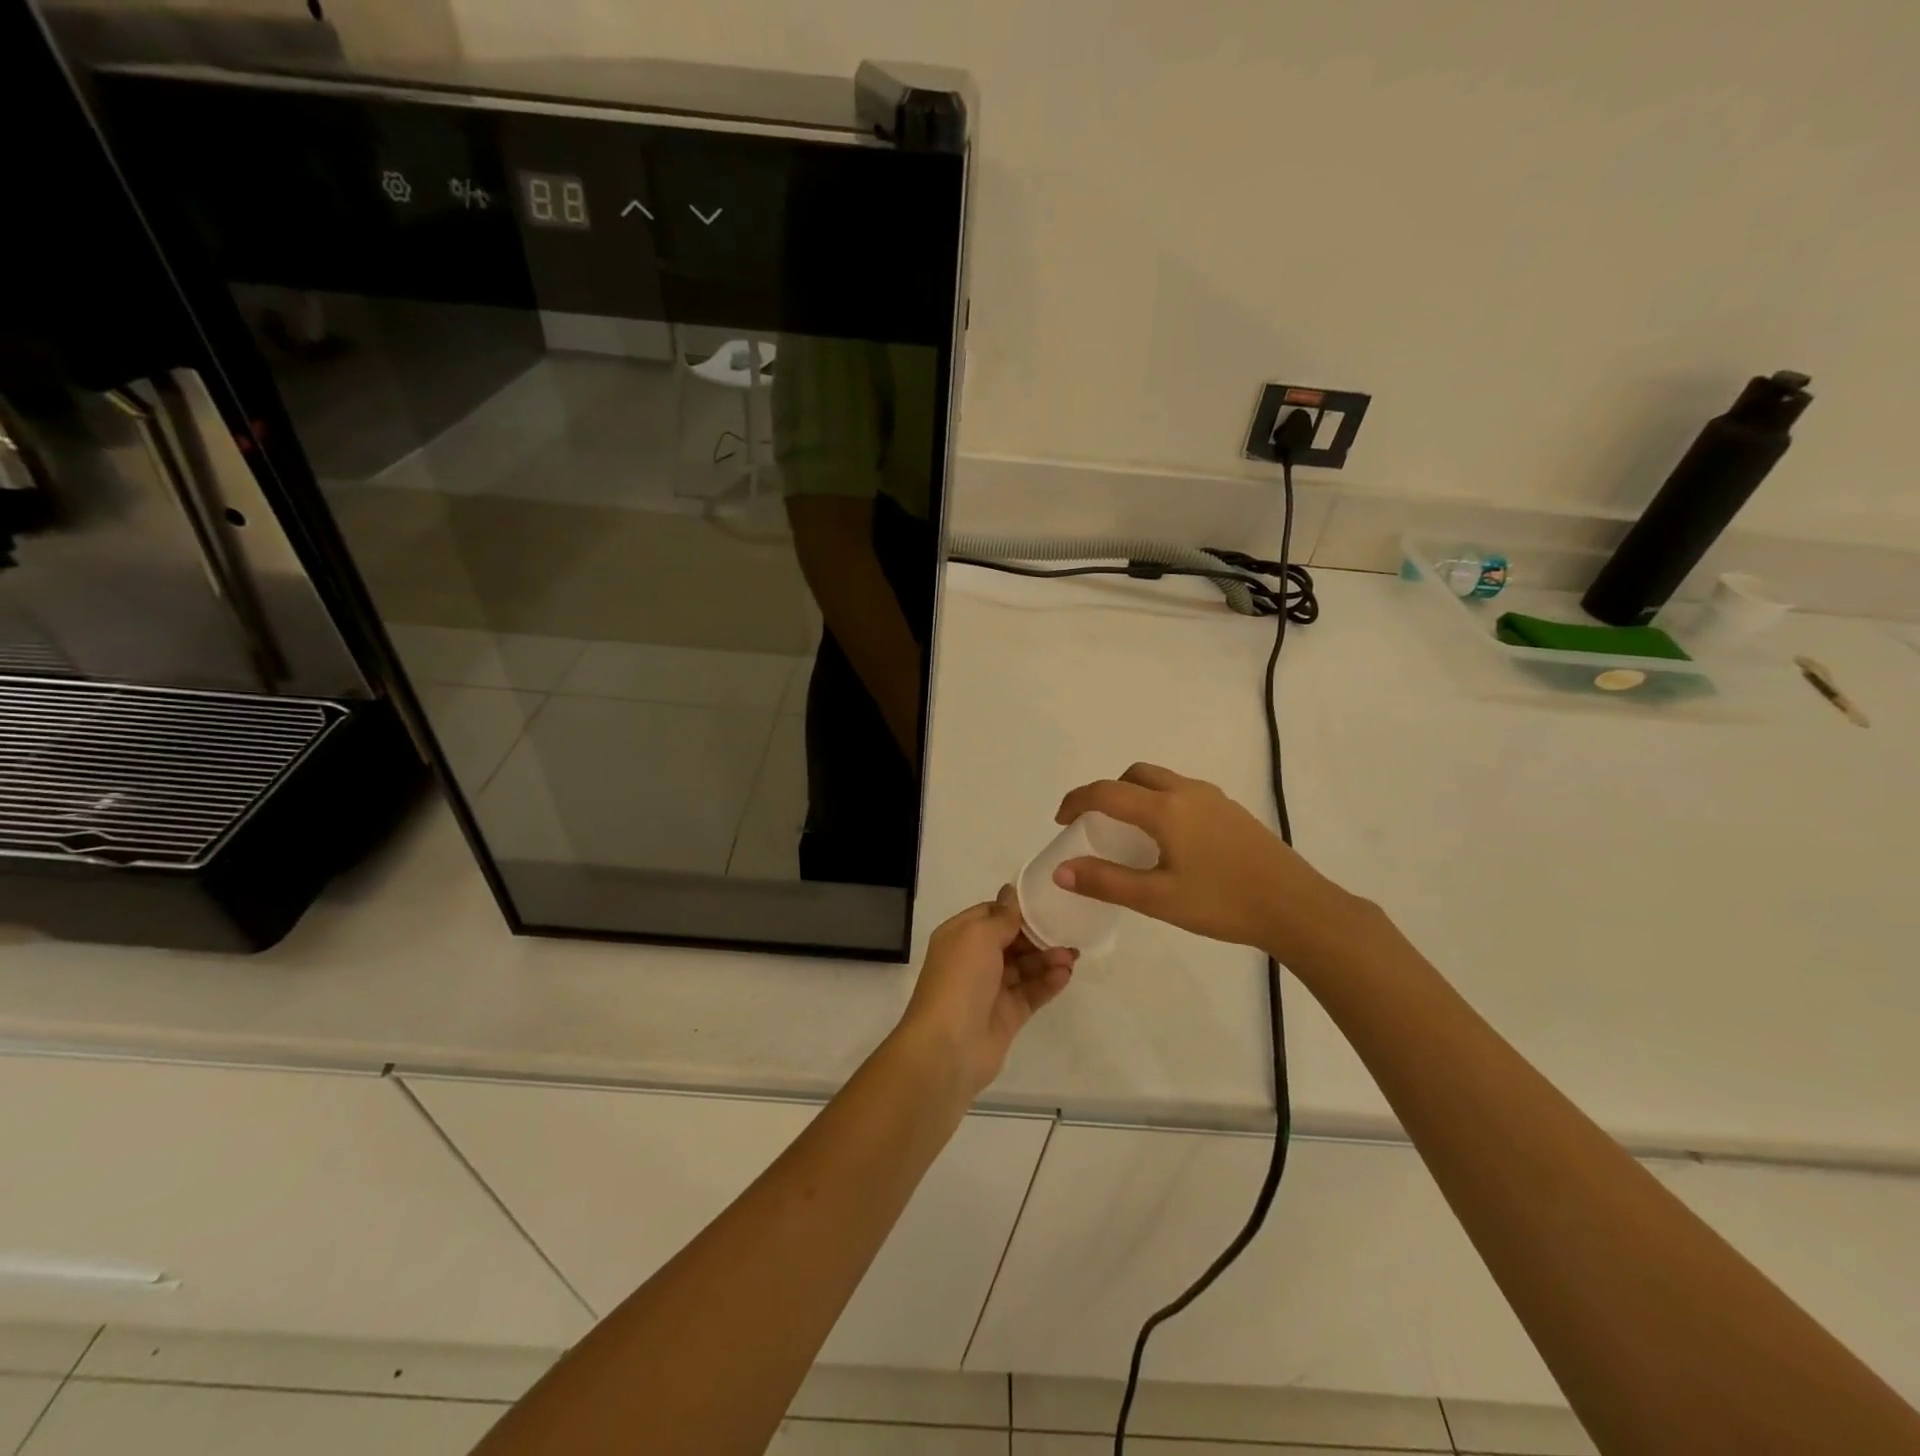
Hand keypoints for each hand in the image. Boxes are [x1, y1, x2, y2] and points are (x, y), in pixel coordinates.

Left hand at [897, 889, 1076, 1096]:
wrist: (948, 1047)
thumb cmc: (960, 979)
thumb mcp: (979, 936)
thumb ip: (1002, 916)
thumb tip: (1011, 892)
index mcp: (959, 937)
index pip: (990, 914)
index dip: (1015, 909)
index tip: (1046, 902)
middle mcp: (972, 961)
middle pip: (1010, 941)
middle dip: (1038, 935)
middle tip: (1068, 930)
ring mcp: (990, 990)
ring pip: (1024, 968)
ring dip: (1047, 958)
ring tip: (1073, 955)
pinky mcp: (1006, 1016)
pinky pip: (1031, 993)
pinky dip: (1048, 983)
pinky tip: (1066, 974)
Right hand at [1053, 763, 1371, 968]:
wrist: (1297, 907)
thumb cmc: (1223, 902)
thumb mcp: (1158, 898)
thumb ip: (1106, 881)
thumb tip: (1061, 871)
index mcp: (1165, 809)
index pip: (1106, 792)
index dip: (1077, 801)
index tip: (1061, 820)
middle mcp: (1187, 792)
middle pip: (1135, 775)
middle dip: (1109, 791)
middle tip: (1097, 823)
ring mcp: (1214, 799)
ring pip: (1163, 780)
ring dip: (1137, 794)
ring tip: (1131, 832)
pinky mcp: (1233, 811)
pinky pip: (1184, 792)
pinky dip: (1162, 802)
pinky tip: (1171, 841)